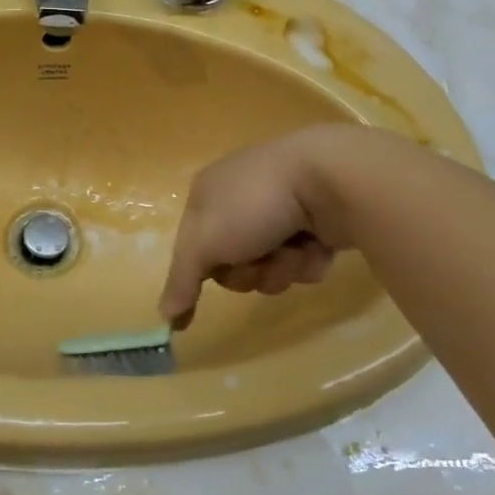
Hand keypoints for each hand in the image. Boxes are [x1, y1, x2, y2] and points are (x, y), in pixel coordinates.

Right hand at [159, 126, 350, 329]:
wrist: (330, 177)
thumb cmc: (255, 204)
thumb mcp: (204, 242)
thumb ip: (181, 280)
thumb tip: (165, 316)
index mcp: (208, 193)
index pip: (193, 245)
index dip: (199, 271)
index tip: (198, 305)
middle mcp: (241, 198)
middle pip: (234, 261)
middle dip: (249, 271)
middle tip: (259, 261)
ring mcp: (282, 208)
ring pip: (271, 264)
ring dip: (281, 268)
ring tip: (295, 250)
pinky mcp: (318, 220)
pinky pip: (304, 258)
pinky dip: (309, 260)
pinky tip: (318, 245)